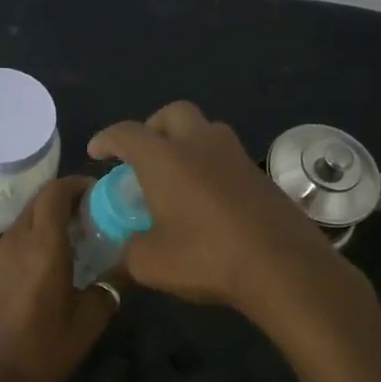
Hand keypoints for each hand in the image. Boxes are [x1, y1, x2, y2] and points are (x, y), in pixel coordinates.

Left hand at [0, 176, 118, 381]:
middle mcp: (13, 241)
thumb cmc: (43, 350)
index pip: (56, 192)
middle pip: (38, 201)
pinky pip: (10, 242)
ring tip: (71, 242)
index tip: (98, 193)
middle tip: (90, 217)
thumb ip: (109, 287)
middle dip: (64, 200)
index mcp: (42, 245)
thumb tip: (125, 269)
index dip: (77, 184)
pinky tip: (44, 268)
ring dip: (46, 221)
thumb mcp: (88, 322)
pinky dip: (31, 240)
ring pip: (22, 221)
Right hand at [87, 102, 354, 322]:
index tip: (97, 152)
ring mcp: (236, 157)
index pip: (127, 134)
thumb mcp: (151, 263)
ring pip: (205, 131)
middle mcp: (200, 145)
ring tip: (176, 178)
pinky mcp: (261, 176)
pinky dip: (210, 167)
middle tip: (143, 157)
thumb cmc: (207, 258)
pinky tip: (207, 200)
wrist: (284, 267)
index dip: (107, 139)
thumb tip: (130, 247)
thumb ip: (130, 250)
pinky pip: (226, 158)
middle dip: (153, 128)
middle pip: (173, 114)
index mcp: (165, 158)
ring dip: (186, 144)